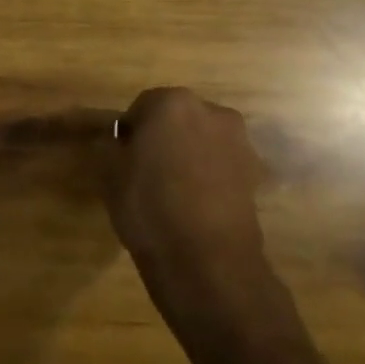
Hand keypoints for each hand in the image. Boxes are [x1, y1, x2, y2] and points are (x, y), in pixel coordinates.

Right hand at [103, 88, 270, 313]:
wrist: (208, 261)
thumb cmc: (149, 206)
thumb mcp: (109, 172)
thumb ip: (109, 144)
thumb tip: (114, 138)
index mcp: (172, 102)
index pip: (142, 106)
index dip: (129, 132)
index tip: (122, 157)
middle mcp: (212, 112)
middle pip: (177, 118)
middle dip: (163, 137)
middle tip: (145, 171)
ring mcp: (239, 142)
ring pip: (202, 140)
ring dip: (188, 155)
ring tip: (172, 190)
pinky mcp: (255, 174)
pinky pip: (221, 165)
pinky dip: (209, 176)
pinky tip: (195, 204)